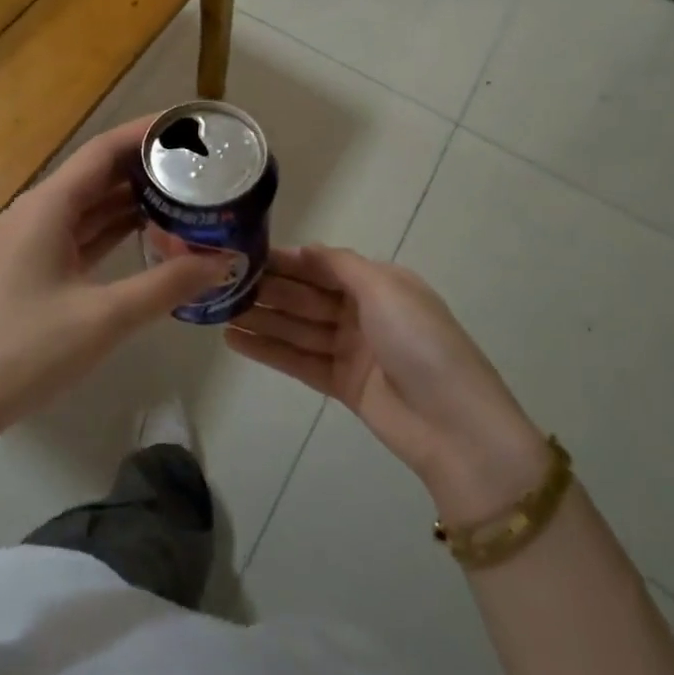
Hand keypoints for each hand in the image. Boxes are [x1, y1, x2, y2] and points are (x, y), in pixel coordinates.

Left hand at [0, 119, 232, 441]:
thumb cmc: (27, 349)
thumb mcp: (104, 317)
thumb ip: (167, 285)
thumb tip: (224, 261)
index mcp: (48, 206)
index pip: (103, 150)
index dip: (145, 133)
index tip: (188, 126)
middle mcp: (39, 210)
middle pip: (98, 172)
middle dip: (146, 164)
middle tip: (198, 161)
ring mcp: (34, 238)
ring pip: (91, 203)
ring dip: (133, 196)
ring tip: (185, 190)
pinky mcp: (36, 264)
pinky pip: (83, 230)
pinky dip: (115, 226)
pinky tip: (151, 229)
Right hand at [227, 246, 550, 522]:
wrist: (455, 426)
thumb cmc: (420, 342)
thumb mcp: (386, 288)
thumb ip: (341, 265)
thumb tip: (304, 247)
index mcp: (380, 284)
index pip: (324, 265)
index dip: (288, 260)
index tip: (246, 253)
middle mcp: (364, 313)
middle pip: (307, 295)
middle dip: (269, 288)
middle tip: (222, 282)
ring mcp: (352, 350)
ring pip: (298, 328)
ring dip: (261, 319)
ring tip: (218, 311)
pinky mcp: (342, 385)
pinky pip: (299, 360)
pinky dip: (269, 350)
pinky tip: (235, 340)